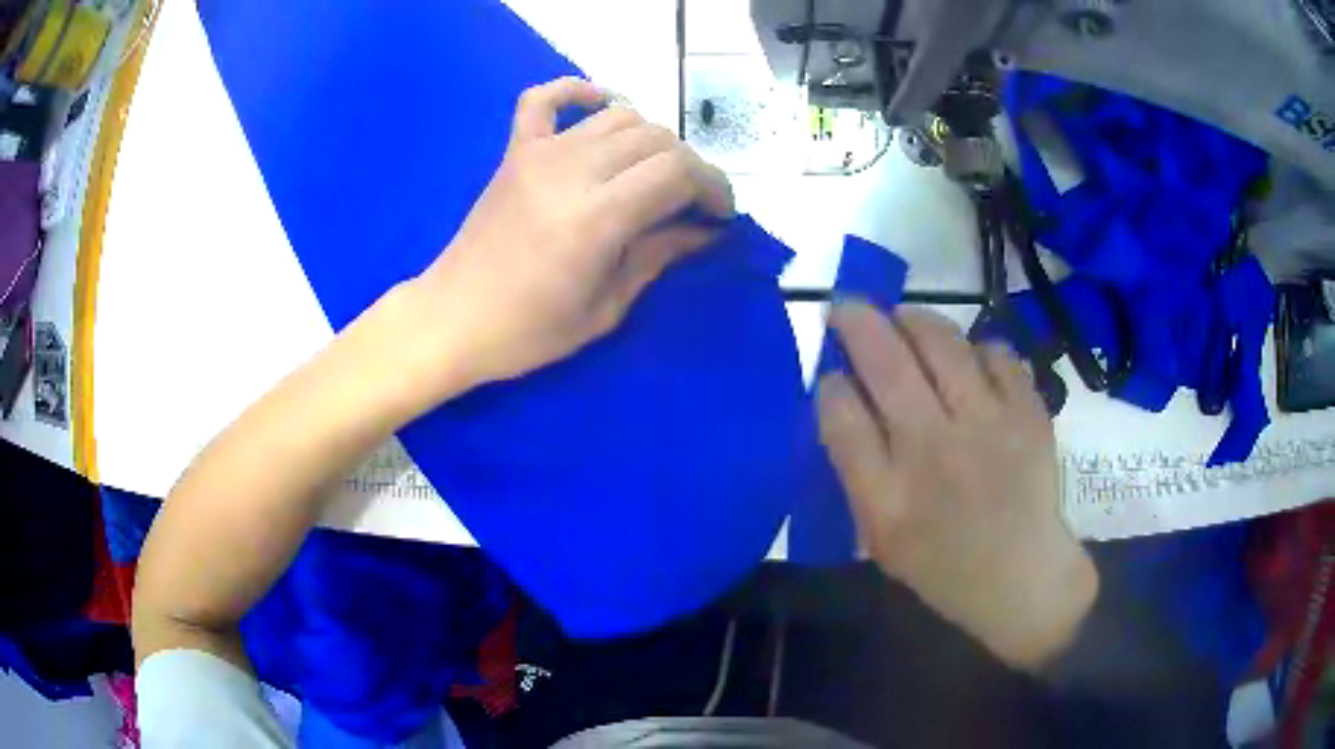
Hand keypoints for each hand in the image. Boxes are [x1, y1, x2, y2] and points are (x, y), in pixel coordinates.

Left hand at [405, 77, 733, 397]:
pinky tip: (600, 103)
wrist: (453, 319)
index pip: (678, 171)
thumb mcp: (606, 308)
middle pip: (656, 140)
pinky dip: (577, 91)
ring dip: (651, 139)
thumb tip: (705, 231)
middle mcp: (572, 171)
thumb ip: (659, 256)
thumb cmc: (528, 331)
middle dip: (690, 168)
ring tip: (654, 173)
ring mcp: (539, 154)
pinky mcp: (515, 151)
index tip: (720, 215)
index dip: (713, 187)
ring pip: (619, 117)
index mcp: (597, 218)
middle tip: (691, 204)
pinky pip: (545, 99)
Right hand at [817, 303, 1096, 670]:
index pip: (841, 416)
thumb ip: (856, 472)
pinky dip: (977, 348)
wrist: (1021, 577)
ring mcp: (987, 427)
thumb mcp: (879, 538)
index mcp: (887, 497)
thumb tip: (841, 399)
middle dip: (856, 323)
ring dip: (912, 319)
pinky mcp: (1028, 413)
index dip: (829, 384)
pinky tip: (969, 361)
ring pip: (941, 343)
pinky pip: (996, 353)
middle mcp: (934, 452)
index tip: (830, 374)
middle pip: (885, 364)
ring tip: (902, 317)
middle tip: (845, 307)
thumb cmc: (942, 564)